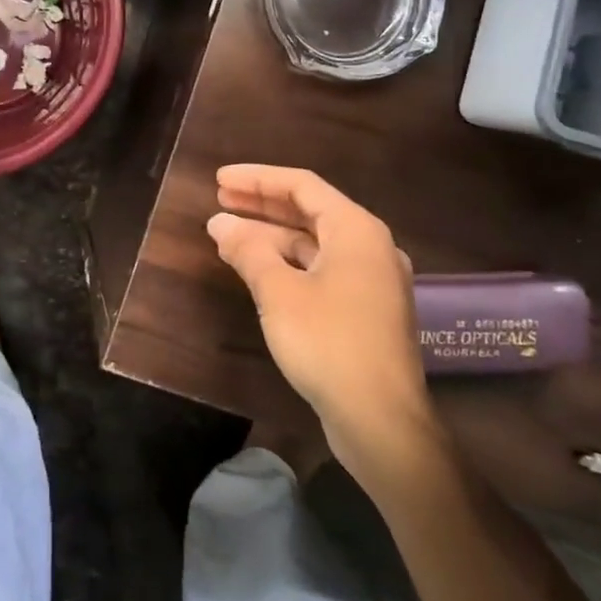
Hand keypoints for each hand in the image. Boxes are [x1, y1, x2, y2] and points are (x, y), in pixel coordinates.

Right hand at [208, 165, 431, 458]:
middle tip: (220, 199)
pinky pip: (321, 269)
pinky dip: (288, 263)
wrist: (382, 422)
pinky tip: (258, 270)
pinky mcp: (366, 311)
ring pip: (314, 243)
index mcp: (356, 230)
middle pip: (309, 211)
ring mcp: (371, 280)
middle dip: (262, 204)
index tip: (218, 180)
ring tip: (228, 236)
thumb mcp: (279, 292)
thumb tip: (220, 223)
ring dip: (271, 237)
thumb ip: (248, 251)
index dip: (257, 179)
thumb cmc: (329, 343)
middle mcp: (370, 247)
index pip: (302, 185)